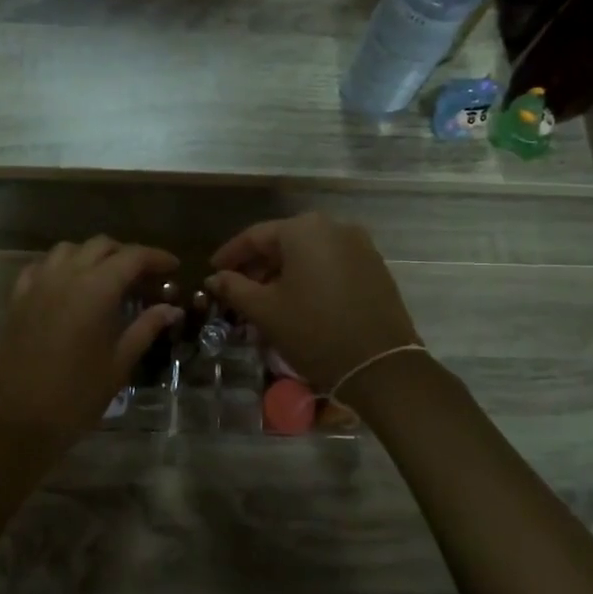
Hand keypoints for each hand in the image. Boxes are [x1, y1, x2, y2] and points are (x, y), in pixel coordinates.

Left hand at [0, 236, 181, 458]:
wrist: (17, 421)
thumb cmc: (76, 396)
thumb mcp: (119, 364)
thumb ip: (145, 328)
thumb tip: (171, 308)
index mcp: (96, 290)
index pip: (132, 257)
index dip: (156, 257)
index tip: (174, 267)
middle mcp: (65, 277)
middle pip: (101, 246)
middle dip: (127, 255)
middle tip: (145, 277)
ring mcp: (37, 285)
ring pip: (69, 250)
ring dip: (93, 256)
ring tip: (108, 278)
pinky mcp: (17, 300)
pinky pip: (41, 267)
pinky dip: (60, 267)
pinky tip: (69, 286)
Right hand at [206, 214, 420, 393]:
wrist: (380, 366)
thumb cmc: (314, 331)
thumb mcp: (265, 310)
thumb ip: (234, 288)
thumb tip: (214, 278)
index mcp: (303, 229)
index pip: (255, 236)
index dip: (230, 255)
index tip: (212, 272)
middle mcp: (334, 227)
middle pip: (283, 241)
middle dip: (258, 265)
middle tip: (238, 289)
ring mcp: (360, 245)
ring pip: (308, 253)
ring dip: (284, 272)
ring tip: (266, 298)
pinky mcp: (375, 267)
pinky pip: (331, 263)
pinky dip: (310, 276)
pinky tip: (299, 300)